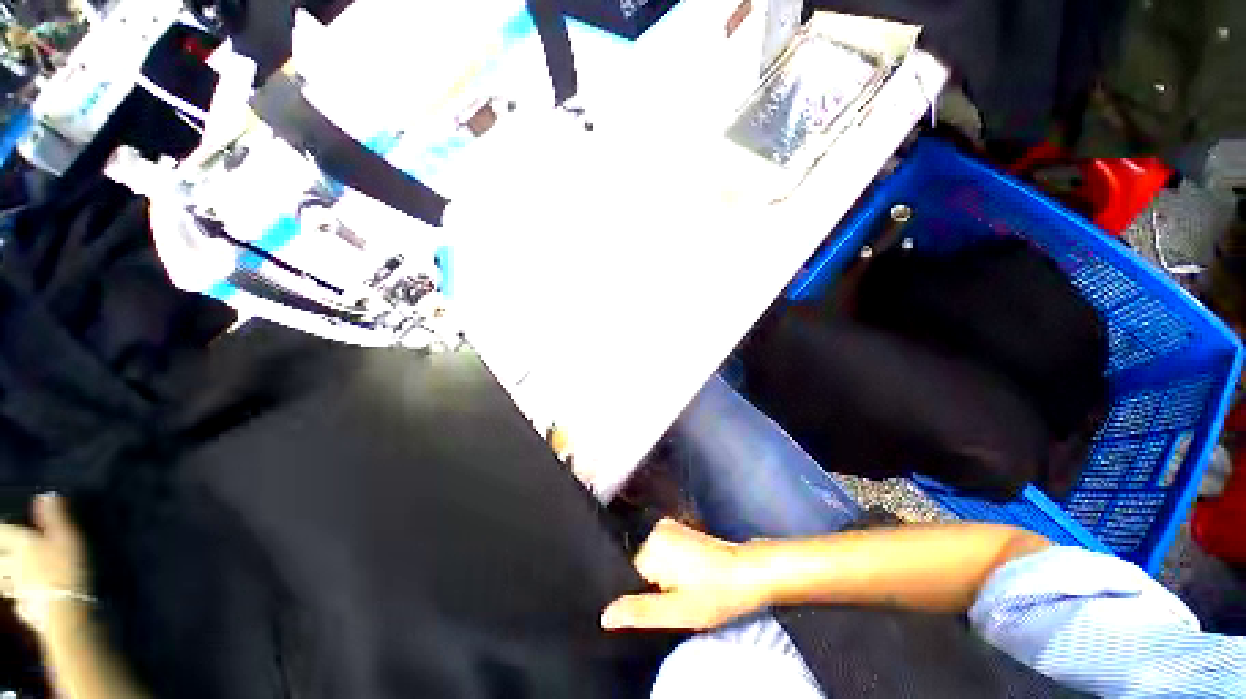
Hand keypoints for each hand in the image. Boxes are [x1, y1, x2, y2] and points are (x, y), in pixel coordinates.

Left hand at [0, 494, 89, 632]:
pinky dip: (16, 598)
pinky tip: (22, 602)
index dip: (3, 528)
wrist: (66, 611)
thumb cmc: (66, 568)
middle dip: (1, 554)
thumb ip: (56, 516)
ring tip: (10, 578)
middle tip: (6, 554)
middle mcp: (11, 563)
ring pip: (2, 580)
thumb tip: (45, 496)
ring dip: (4, 576)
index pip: (3, 530)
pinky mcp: (22, 607)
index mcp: (19, 544)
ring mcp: (15, 589)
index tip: (6, 525)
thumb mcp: (68, 538)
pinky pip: (14, 599)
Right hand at [601, 518, 768, 630]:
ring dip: (661, 577)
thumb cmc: (715, 593)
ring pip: (652, 560)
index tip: (659, 607)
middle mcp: (656, 529)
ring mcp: (669, 526)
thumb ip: (640, 611)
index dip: (641, 596)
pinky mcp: (680, 529)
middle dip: (652, 585)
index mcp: (652, 546)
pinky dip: (669, 567)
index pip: (629, 576)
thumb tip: (605, 615)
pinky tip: (687, 578)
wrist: (749, 572)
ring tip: (683, 589)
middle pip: (641, 566)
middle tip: (674, 601)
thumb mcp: (678, 611)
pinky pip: (663, 551)